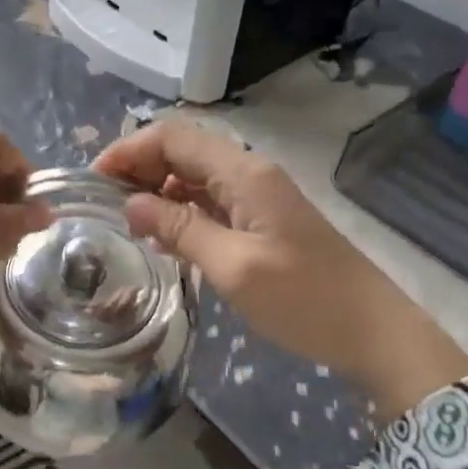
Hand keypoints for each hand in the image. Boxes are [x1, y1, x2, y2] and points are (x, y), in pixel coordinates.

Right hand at [95, 119, 467, 421]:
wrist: (373, 331)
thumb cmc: (304, 299)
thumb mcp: (233, 267)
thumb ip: (179, 229)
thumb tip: (128, 204)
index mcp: (243, 173)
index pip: (173, 137)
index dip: (128, 150)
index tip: (93, 182)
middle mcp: (248, 173)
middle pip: (181, 151)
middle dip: (137, 168)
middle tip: (103, 203)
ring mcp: (257, 196)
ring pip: (193, 176)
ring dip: (156, 189)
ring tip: (124, 220)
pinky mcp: (261, 220)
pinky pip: (209, 201)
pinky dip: (180, 210)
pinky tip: (162, 235)